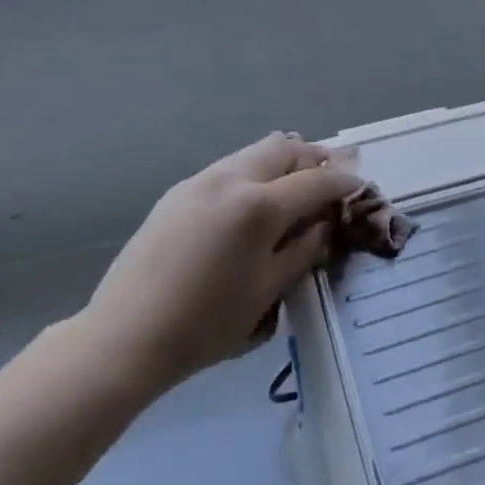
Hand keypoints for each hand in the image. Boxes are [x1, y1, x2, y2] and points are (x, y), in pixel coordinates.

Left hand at [79, 133, 361, 401]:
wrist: (124, 336)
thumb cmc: (204, 326)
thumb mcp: (266, 293)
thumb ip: (302, 251)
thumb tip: (324, 225)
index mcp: (258, 206)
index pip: (314, 182)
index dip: (342, 183)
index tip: (359, 186)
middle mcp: (231, 178)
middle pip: (284, 148)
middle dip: (313, 158)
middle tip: (330, 176)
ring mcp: (200, 180)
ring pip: (254, 152)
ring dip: (282, 161)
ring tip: (295, 185)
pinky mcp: (178, 191)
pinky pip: (229, 167)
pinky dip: (253, 173)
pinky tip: (253, 201)